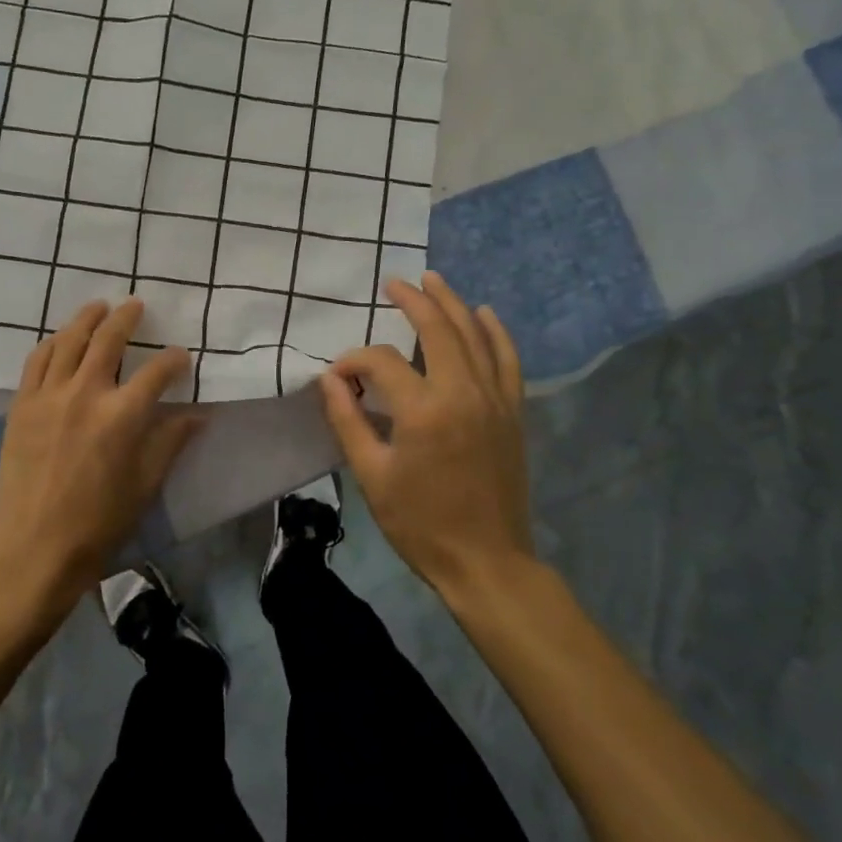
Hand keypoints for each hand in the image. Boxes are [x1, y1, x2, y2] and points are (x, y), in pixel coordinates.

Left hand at [0, 299, 202, 630]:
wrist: (34, 548)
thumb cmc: (99, 522)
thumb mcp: (145, 484)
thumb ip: (170, 442)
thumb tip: (198, 414)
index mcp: (122, 416)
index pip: (157, 372)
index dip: (174, 359)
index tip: (181, 356)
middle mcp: (85, 394)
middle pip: (108, 340)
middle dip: (126, 318)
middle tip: (135, 306)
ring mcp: (48, 396)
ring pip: (69, 341)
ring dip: (86, 319)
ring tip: (98, 308)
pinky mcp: (21, 405)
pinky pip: (37, 360)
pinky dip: (53, 343)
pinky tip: (61, 339)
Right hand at [318, 272, 533, 597]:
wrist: (486, 561)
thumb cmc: (420, 523)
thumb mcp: (371, 475)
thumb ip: (348, 421)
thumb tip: (329, 380)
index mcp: (423, 411)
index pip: (380, 363)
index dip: (353, 362)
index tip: (337, 379)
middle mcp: (462, 393)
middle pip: (437, 330)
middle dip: (413, 301)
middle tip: (395, 284)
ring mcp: (494, 400)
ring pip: (475, 335)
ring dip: (453, 303)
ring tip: (433, 281)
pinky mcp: (512, 412)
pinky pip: (507, 360)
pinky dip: (496, 332)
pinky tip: (485, 313)